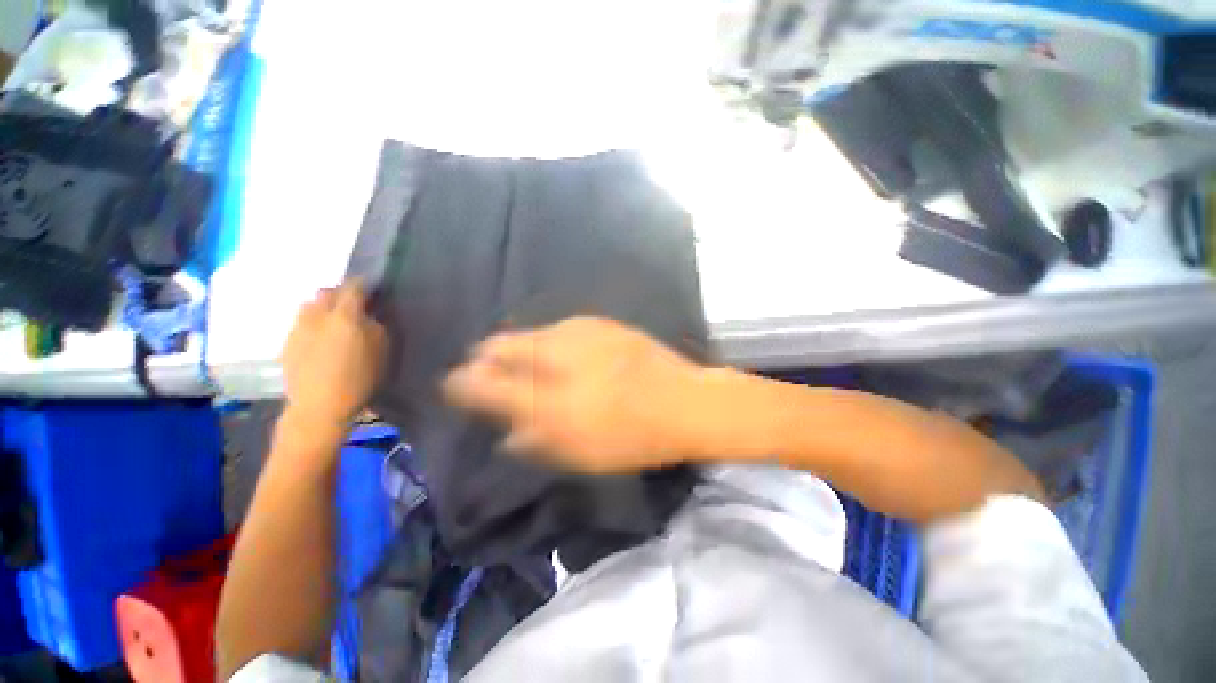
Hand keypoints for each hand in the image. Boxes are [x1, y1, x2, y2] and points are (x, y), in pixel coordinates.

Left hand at [281, 281, 387, 430]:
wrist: (319, 407)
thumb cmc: (359, 379)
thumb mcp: (382, 350)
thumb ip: (376, 326)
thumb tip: (369, 314)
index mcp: (344, 316)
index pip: (353, 287)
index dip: (363, 284)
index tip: (372, 288)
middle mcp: (317, 316)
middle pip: (326, 292)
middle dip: (340, 294)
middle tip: (353, 305)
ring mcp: (298, 329)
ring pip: (309, 305)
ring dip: (323, 307)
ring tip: (334, 320)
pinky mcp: (287, 343)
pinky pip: (301, 323)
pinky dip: (312, 324)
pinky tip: (320, 340)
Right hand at [444, 317, 708, 473]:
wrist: (684, 401)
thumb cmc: (634, 438)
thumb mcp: (580, 455)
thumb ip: (536, 441)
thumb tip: (507, 433)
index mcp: (550, 401)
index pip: (486, 386)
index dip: (464, 384)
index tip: (455, 384)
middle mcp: (557, 358)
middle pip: (501, 347)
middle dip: (486, 357)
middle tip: (485, 367)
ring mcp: (579, 333)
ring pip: (529, 333)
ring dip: (518, 346)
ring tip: (521, 358)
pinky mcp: (600, 322)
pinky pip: (559, 327)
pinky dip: (548, 339)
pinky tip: (558, 350)